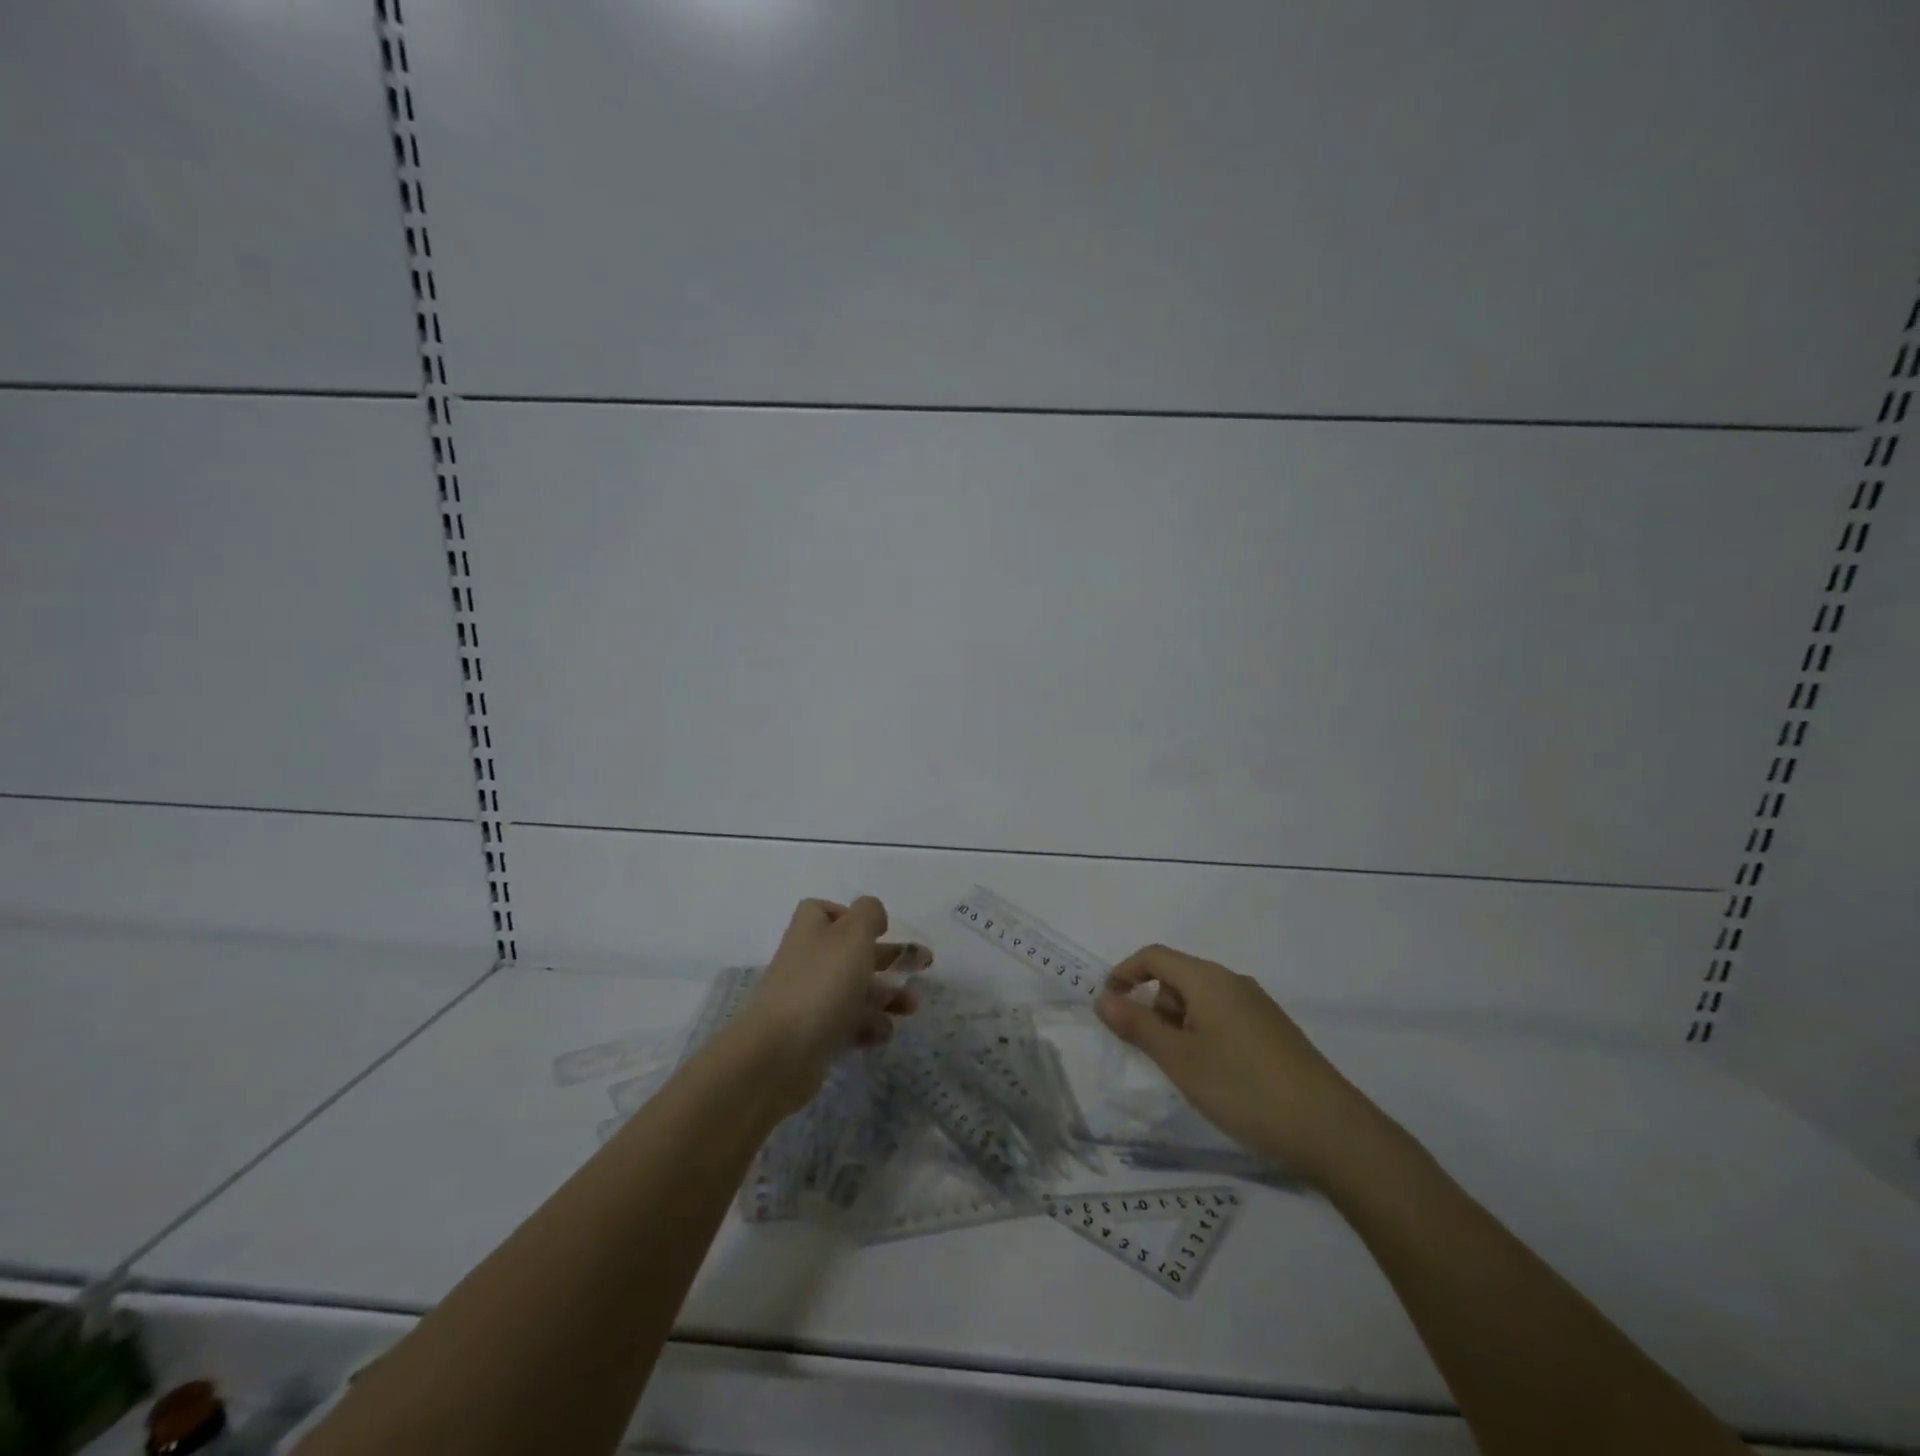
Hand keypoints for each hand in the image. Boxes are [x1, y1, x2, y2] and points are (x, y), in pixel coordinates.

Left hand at [727, 896, 925, 1114]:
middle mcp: (808, 960)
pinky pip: (847, 1024)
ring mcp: (808, 999)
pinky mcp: (813, 1035)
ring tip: (911, 1007)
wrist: (778, 1054)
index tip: (880, 930)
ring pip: (854, 990)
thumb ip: (869, 914)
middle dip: (888, 958)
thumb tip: (873, 915)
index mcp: (811, 930)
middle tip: (923, 965)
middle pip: (851, 952)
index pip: (827, 912)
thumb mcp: (853, 935)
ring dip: (886, 996)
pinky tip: (884, 1033)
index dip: (854, 917)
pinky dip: (868, 1026)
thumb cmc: (821, 984)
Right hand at [1095, 943, 1379, 1182]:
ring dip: (1180, 1026)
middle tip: (1155, 1054)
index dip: (1124, 974)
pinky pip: (1224, 1018)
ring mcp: (1258, 1006)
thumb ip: (1137, 1026)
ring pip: (1201, 1001)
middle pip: (1177, 978)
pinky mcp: (1274, 1031)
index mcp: (1208, 979)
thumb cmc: (1243, 1088)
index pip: (1154, 956)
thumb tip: (1102, 998)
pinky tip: (1218, 1077)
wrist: (1331, 1130)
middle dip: (1154, 1008)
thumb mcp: (1180, 1060)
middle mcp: (1233, 982)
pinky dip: (1205, 1036)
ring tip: (1188, 1073)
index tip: (1108, 1007)